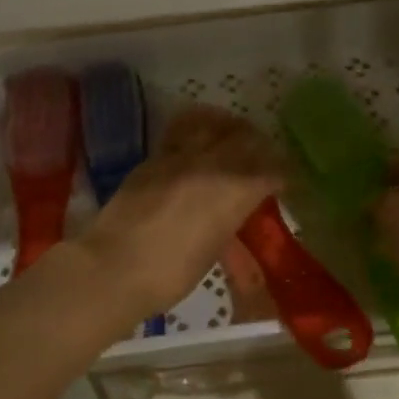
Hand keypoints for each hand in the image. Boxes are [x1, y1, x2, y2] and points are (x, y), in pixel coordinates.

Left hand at [74, 107, 282, 316]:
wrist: (113, 267)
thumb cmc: (169, 274)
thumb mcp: (212, 251)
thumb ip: (228, 220)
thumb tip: (234, 210)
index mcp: (233, 193)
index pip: (270, 170)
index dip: (281, 173)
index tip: (284, 180)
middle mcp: (211, 165)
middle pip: (245, 138)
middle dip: (259, 145)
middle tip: (262, 156)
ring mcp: (178, 157)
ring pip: (212, 123)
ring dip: (228, 127)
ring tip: (232, 135)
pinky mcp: (152, 159)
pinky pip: (182, 131)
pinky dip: (198, 129)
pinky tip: (198, 140)